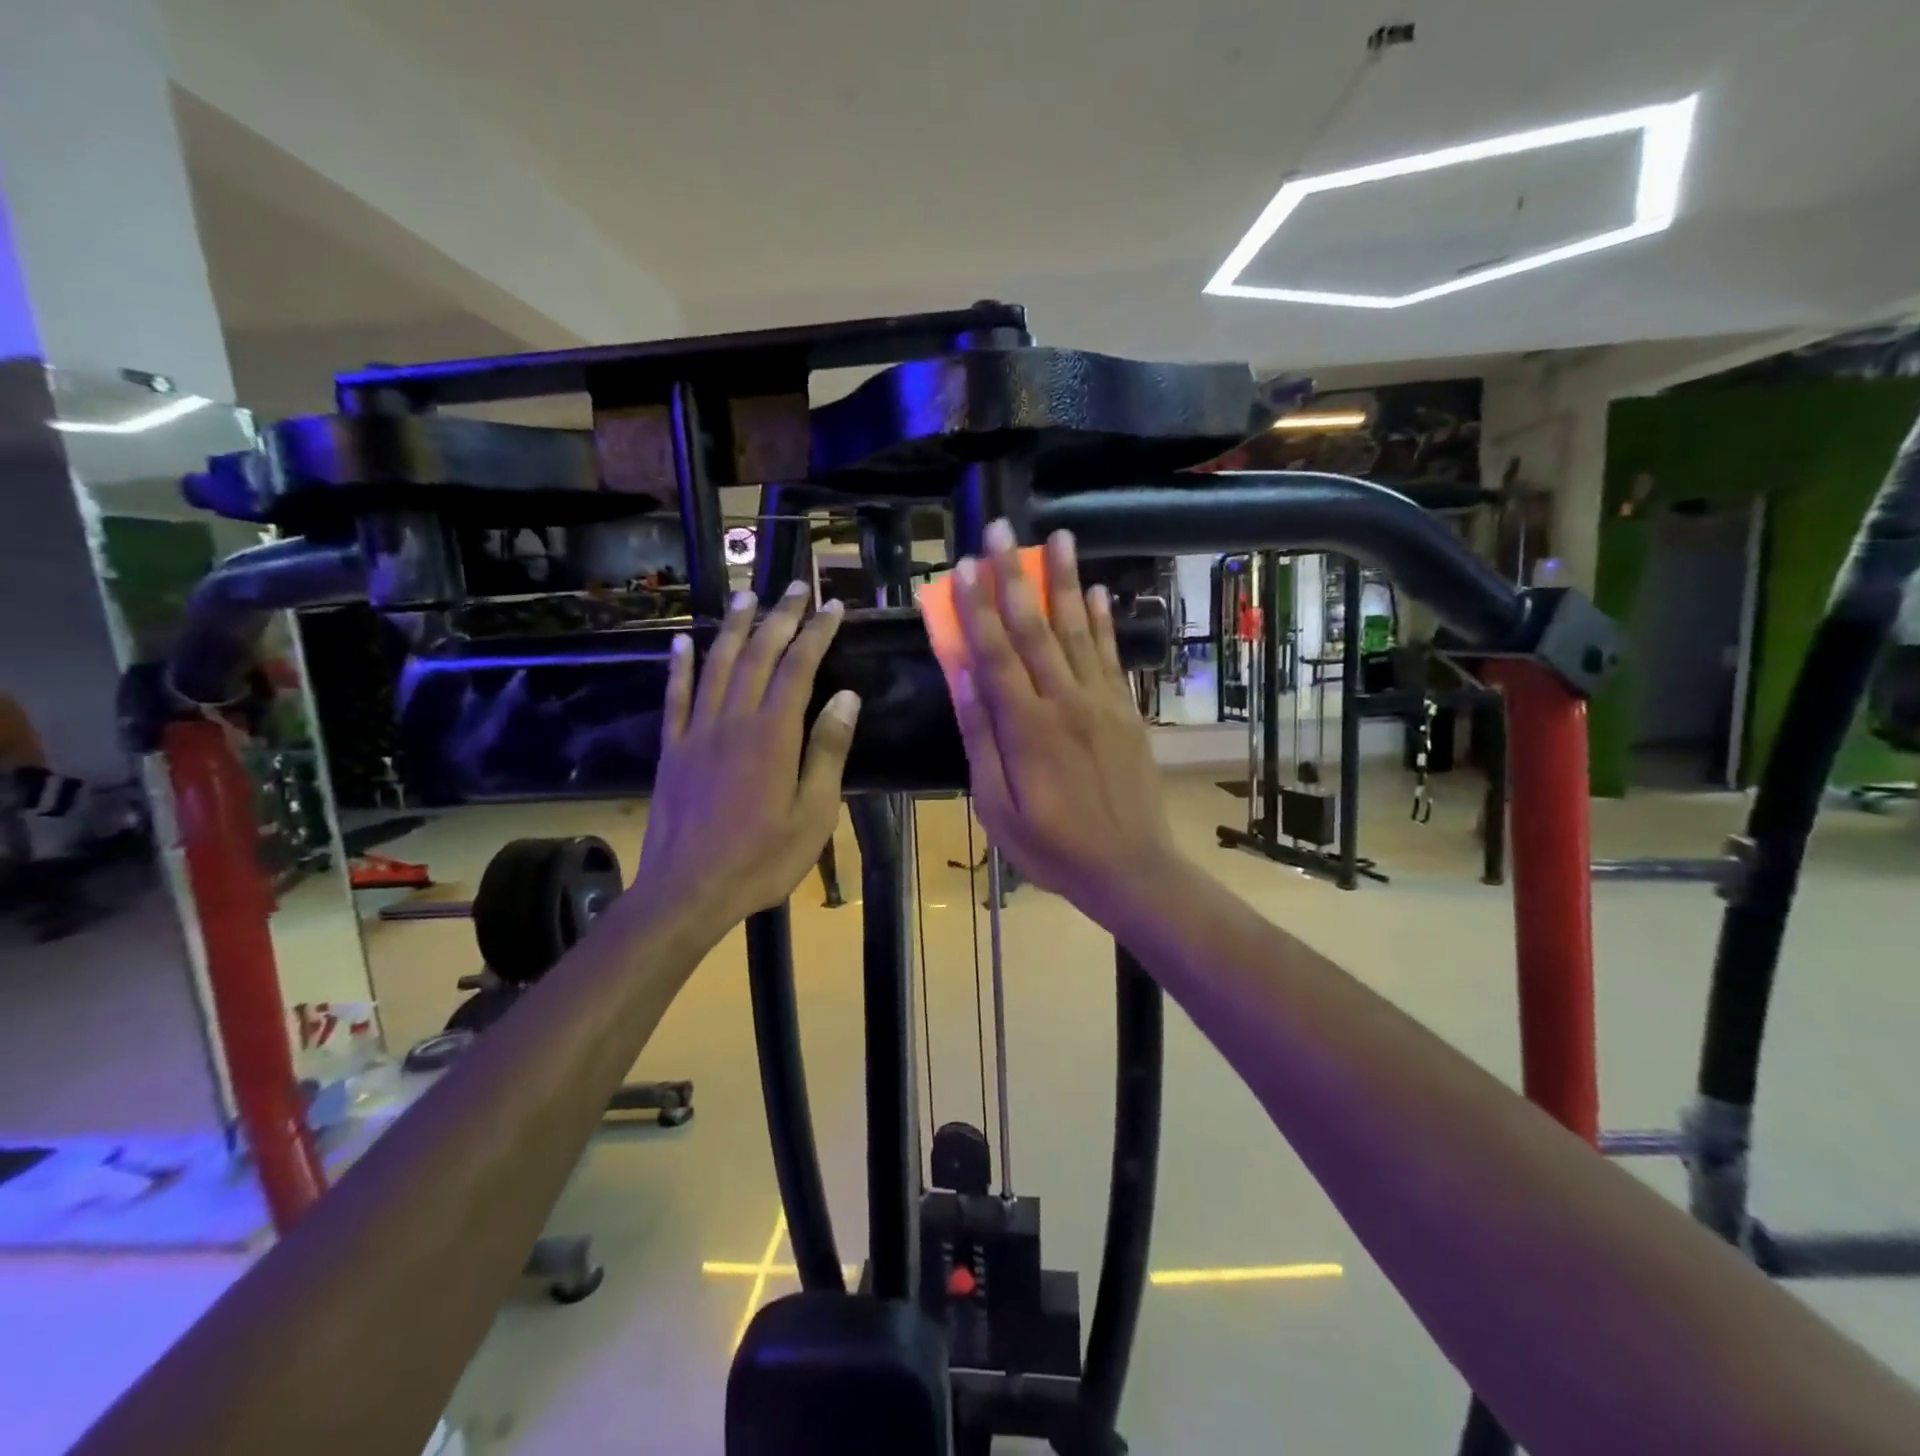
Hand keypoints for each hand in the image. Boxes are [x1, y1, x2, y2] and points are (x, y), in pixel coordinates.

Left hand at [636, 583, 860, 930]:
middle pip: (758, 656)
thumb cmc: (761, 860)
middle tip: (796, 587)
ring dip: (733, 628)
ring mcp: (697, 732)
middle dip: (780, 617)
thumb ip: (828, 752)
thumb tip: (846, 697)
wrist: (687, 891)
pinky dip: (679, 666)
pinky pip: (675, 697)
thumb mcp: (813, 815)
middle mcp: (733, 720)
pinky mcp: (672, 749)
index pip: (798, 668)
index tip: (833, 606)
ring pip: (716, 666)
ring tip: (746, 596)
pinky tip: (682, 642)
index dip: (817, 633)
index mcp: (773, 736)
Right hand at [949, 520, 1181, 917]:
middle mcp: (1065, 701)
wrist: (1130, 867)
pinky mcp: (1126, 710)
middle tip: (1002, 530)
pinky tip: (1098, 592)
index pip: (994, 653)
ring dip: (1065, 581)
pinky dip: (1103, 621)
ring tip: (1059, 536)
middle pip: (1035, 628)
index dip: (976, 608)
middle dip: (1015, 576)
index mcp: (1026, 727)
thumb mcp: (997, 806)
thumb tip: (963, 678)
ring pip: (1077, 631)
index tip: (963, 567)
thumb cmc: (1052, 845)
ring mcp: (1101, 702)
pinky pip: (1111, 656)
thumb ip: (982, 739)